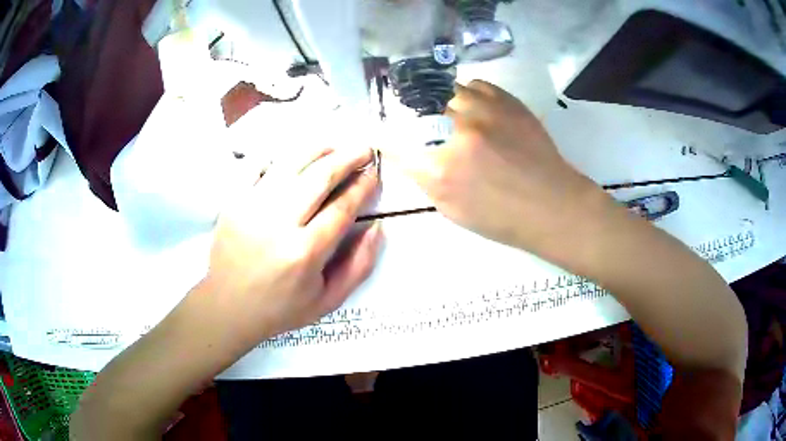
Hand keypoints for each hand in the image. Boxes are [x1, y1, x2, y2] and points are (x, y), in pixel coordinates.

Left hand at [203, 147, 382, 350]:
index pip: (342, 207)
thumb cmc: (281, 308)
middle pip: (319, 176)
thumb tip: (377, 226)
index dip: (362, 186)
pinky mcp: (232, 200)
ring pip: (291, 163)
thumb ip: (359, 265)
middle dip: (348, 158)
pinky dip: (278, 155)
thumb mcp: (329, 300)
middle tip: (364, 149)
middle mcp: (277, 223)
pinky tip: (293, 158)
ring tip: (335, 147)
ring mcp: (251, 207)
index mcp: (304, 252)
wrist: (228, 306)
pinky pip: (257, 164)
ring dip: (318, 149)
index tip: (374, 174)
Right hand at [382, 80, 603, 257]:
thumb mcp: (452, 210)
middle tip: (424, 125)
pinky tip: (474, 107)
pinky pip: (474, 85)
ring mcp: (483, 111)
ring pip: (445, 91)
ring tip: (451, 114)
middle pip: (418, 109)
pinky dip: (468, 94)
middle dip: (416, 118)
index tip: (384, 136)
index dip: (386, 139)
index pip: (395, 144)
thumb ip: (424, 179)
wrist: (551, 204)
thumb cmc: (502, 217)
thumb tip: (407, 153)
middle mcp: (457, 132)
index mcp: (441, 169)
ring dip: (442, 103)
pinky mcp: (506, 100)